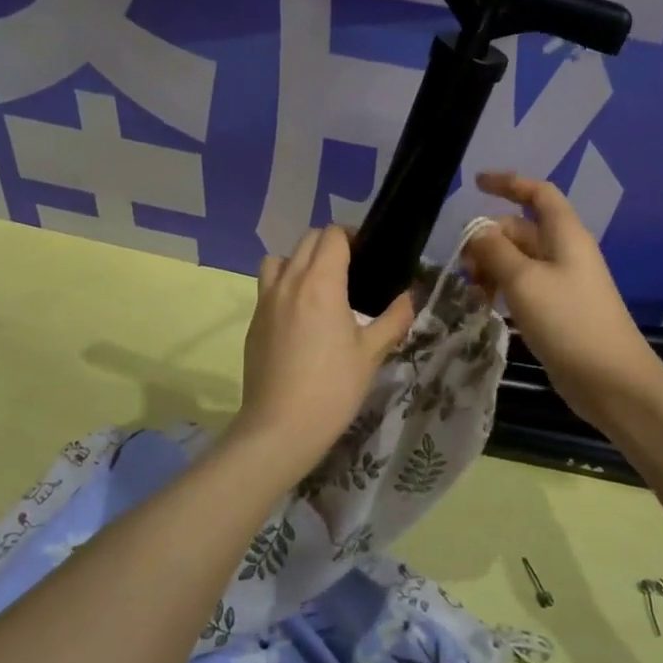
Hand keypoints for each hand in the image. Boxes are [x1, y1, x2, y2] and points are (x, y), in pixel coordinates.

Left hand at [235, 227, 415, 474]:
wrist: (280, 427)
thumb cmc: (333, 388)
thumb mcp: (372, 354)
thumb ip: (394, 319)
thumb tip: (409, 296)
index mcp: (321, 283)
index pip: (332, 235)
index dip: (352, 237)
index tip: (367, 256)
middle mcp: (290, 281)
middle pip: (307, 240)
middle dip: (329, 245)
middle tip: (350, 270)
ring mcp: (266, 300)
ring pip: (280, 259)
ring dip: (299, 261)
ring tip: (317, 288)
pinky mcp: (254, 321)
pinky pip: (267, 287)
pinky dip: (283, 286)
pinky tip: (298, 318)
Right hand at [462, 171, 662, 425]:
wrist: (611, 381)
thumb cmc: (569, 322)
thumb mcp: (524, 281)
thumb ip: (496, 251)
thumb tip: (477, 232)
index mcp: (565, 234)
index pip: (538, 193)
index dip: (509, 183)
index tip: (476, 184)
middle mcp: (565, 252)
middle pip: (521, 229)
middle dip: (489, 239)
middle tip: (464, 266)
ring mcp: (562, 282)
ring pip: (519, 260)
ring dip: (492, 266)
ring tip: (472, 290)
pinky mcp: (558, 310)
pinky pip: (524, 286)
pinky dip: (502, 288)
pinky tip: (486, 305)